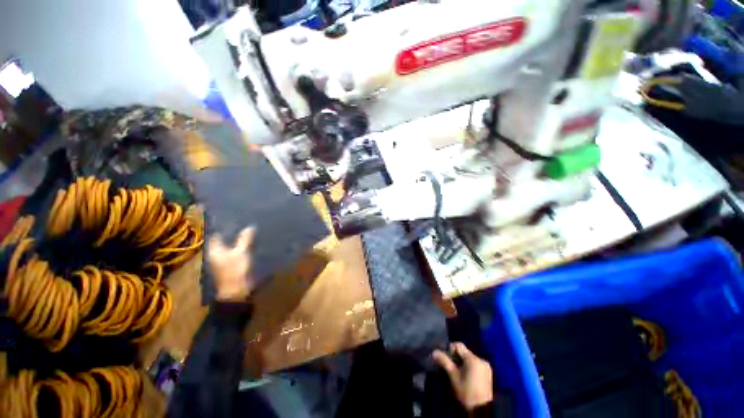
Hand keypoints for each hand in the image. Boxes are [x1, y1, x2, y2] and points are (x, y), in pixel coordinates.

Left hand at [207, 227, 255, 301]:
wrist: (237, 290)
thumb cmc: (235, 270)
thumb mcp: (241, 252)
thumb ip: (245, 239)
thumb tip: (250, 226)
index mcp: (214, 250)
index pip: (216, 234)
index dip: (224, 226)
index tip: (234, 218)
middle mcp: (217, 253)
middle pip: (225, 240)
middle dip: (234, 232)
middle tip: (245, 223)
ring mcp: (225, 260)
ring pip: (232, 246)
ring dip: (239, 240)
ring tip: (250, 230)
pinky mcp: (233, 264)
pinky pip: (237, 251)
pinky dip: (243, 247)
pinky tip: (252, 242)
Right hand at [432, 342, 493, 411]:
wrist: (481, 411)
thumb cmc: (466, 393)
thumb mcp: (453, 377)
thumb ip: (444, 362)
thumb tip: (434, 352)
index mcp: (473, 358)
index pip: (458, 345)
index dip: (450, 350)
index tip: (448, 361)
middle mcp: (481, 359)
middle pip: (464, 352)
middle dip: (456, 358)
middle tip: (452, 369)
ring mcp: (486, 366)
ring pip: (470, 358)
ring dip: (463, 363)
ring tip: (459, 374)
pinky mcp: (488, 373)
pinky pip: (476, 364)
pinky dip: (469, 367)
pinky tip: (467, 377)